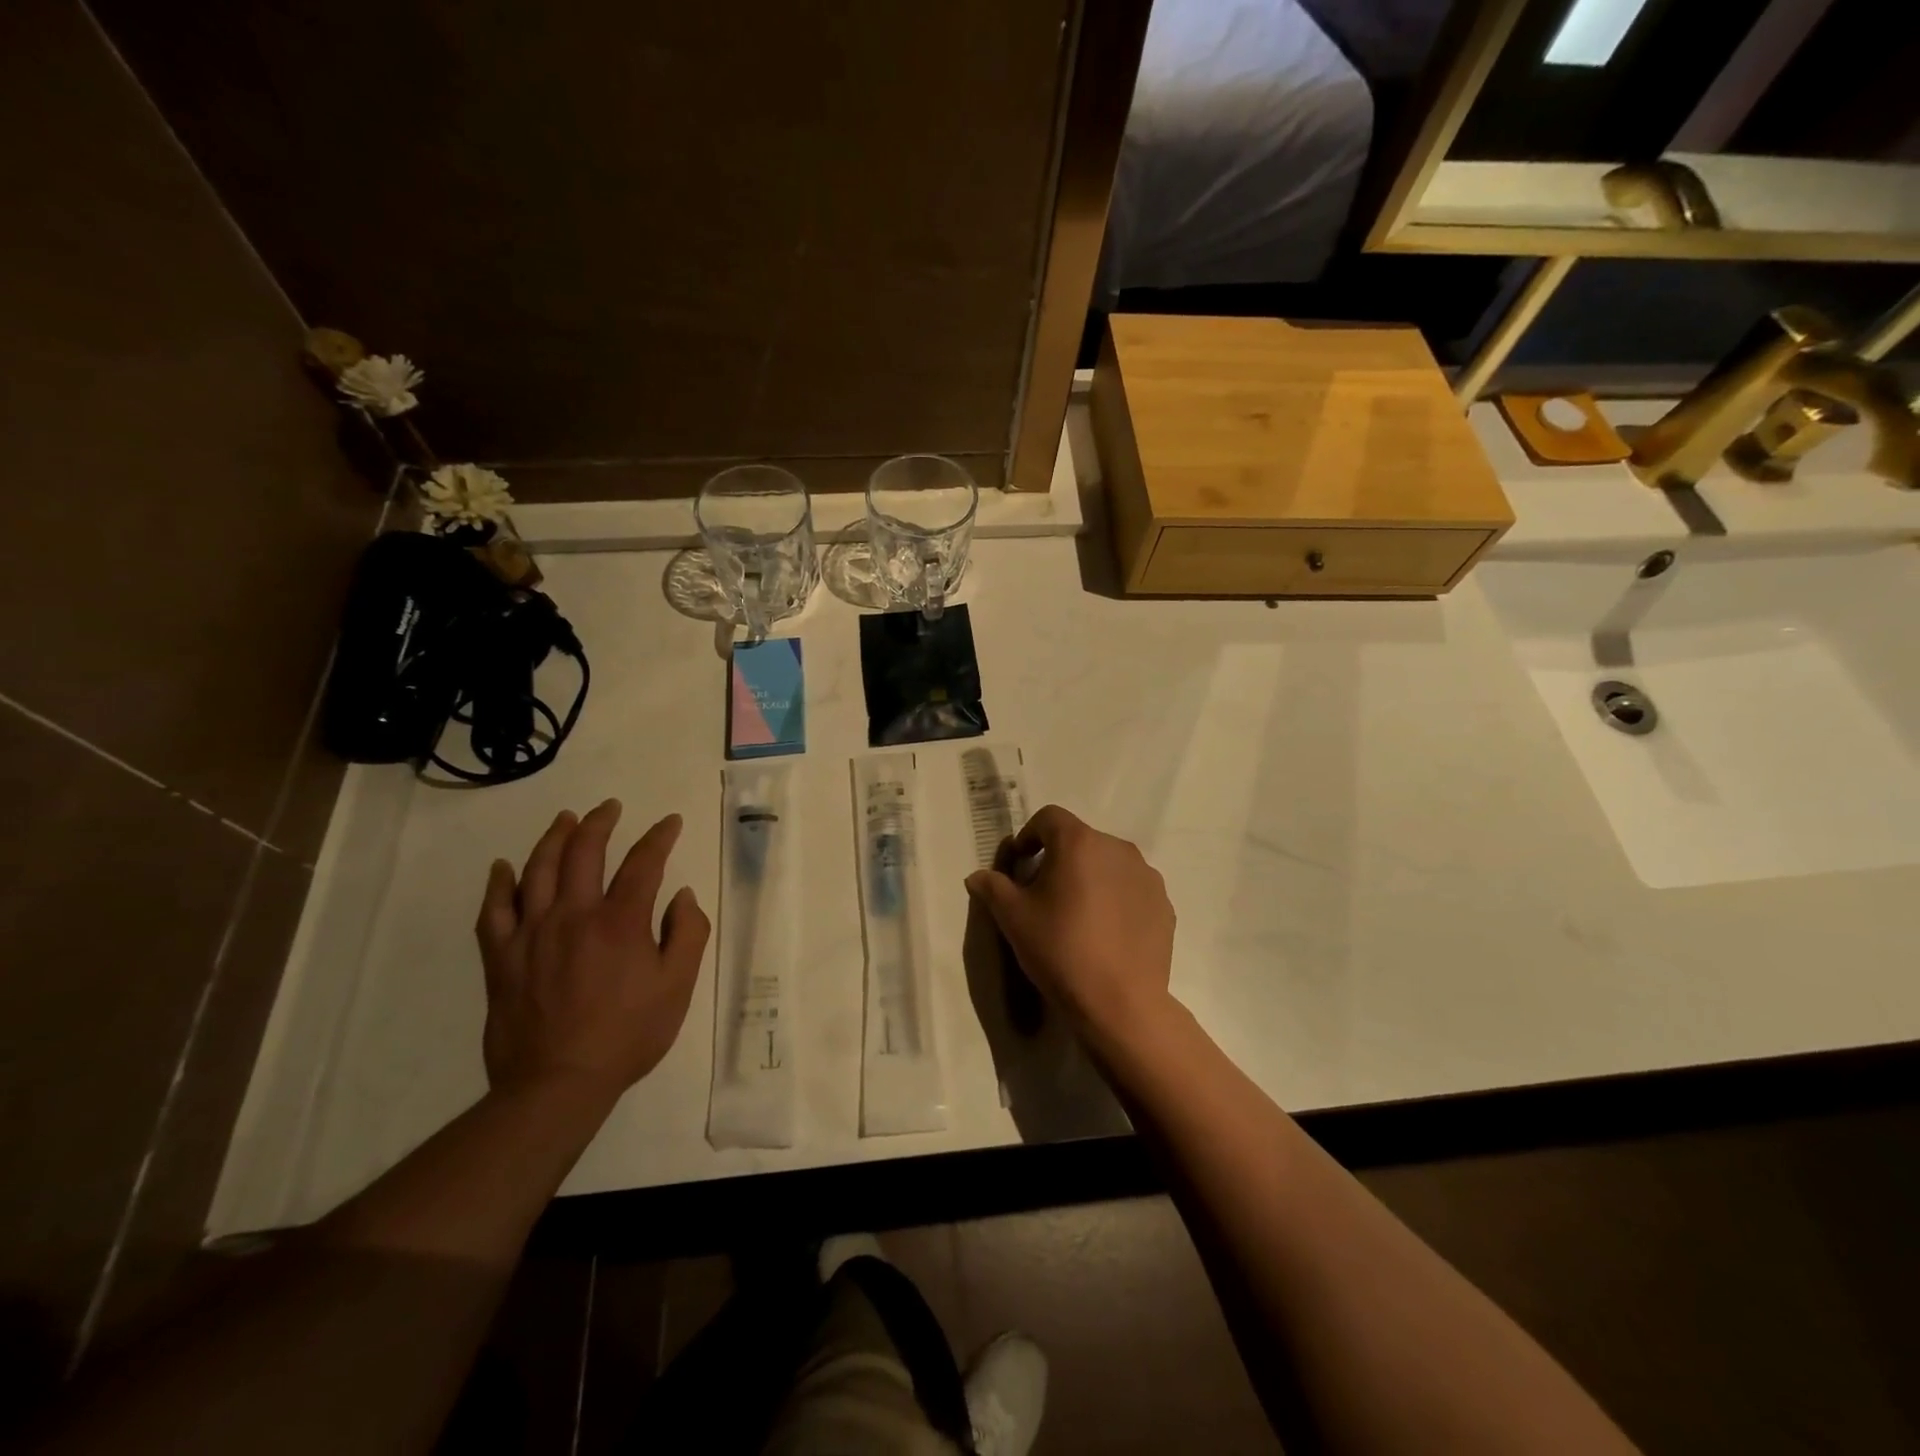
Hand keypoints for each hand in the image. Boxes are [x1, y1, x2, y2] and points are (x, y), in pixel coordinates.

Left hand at [477, 800, 710, 1102]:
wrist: (557, 1083)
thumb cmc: (628, 1035)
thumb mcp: (677, 987)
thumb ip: (687, 934)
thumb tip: (681, 896)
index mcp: (620, 921)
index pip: (644, 863)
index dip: (660, 837)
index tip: (670, 823)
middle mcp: (573, 915)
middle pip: (584, 852)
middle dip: (600, 823)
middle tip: (610, 807)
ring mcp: (531, 933)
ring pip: (539, 870)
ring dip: (554, 838)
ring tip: (565, 819)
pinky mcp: (502, 957)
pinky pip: (494, 910)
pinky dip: (499, 884)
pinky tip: (504, 868)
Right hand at [964, 805, 1176, 1050]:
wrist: (1120, 1002)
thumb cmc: (1060, 949)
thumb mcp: (1013, 918)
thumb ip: (993, 888)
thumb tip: (977, 876)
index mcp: (1079, 842)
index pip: (1049, 818)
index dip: (1030, 835)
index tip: (1020, 864)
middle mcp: (1117, 848)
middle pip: (1081, 840)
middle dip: (1060, 858)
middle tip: (1045, 893)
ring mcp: (1146, 875)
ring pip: (1109, 864)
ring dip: (1090, 877)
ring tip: (1078, 914)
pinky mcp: (1164, 904)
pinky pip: (1132, 889)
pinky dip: (1116, 898)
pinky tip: (1106, 932)